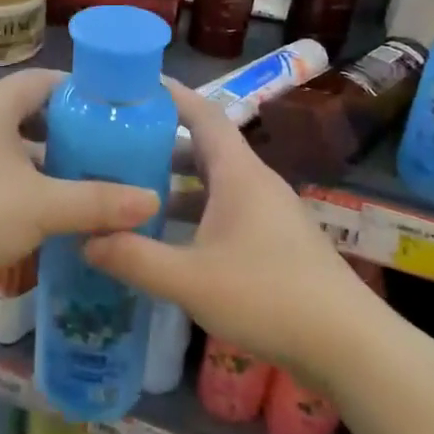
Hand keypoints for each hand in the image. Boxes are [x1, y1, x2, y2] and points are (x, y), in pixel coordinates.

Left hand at [0, 69, 161, 312]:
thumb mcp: (41, 206)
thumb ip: (97, 202)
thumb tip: (151, 199)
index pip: (44, 79)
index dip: (81, 89)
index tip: (118, 109)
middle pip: (33, 116)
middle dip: (73, 133)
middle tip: (114, 151)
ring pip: (17, 153)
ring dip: (51, 167)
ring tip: (95, 185)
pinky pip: (0, 181)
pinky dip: (28, 192)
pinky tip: (55, 218)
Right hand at [85, 82, 372, 384]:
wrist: (349, 345)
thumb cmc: (268, 297)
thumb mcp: (189, 280)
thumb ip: (134, 258)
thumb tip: (84, 239)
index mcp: (238, 173)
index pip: (203, 114)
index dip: (170, 96)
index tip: (131, 88)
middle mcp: (255, 182)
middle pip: (204, 147)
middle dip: (160, 144)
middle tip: (115, 147)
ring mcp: (269, 212)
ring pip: (214, 182)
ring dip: (176, 183)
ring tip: (132, 193)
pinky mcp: (275, 240)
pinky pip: (226, 209)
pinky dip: (195, 212)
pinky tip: (170, 239)